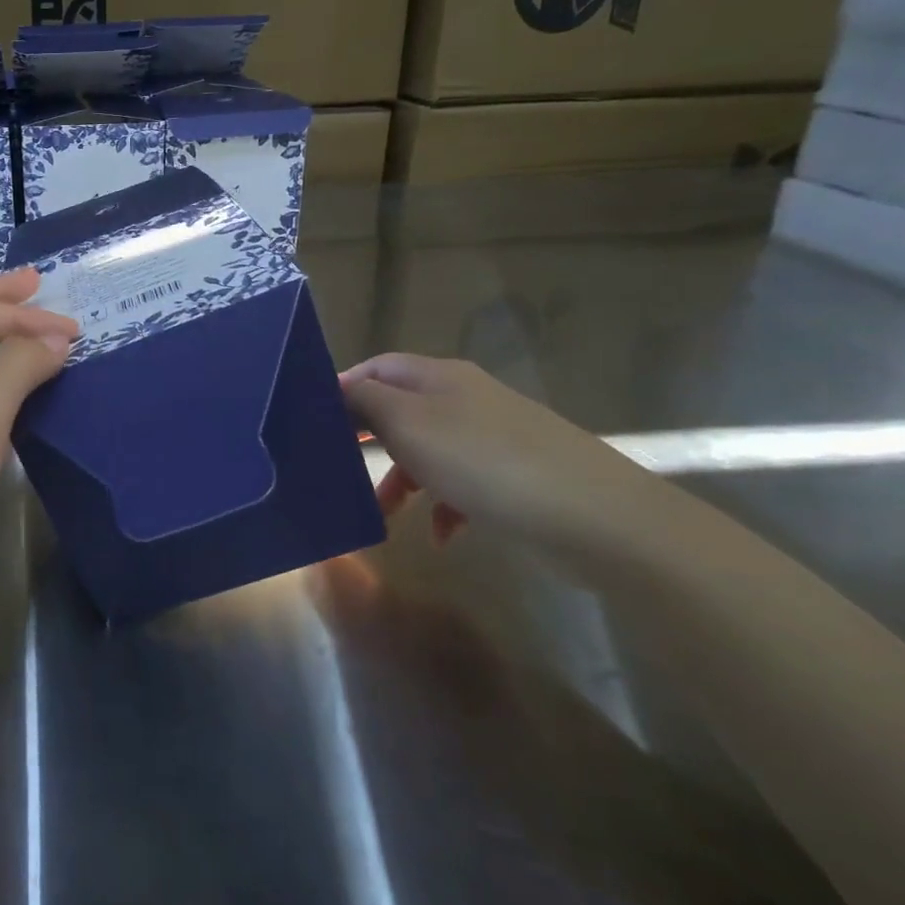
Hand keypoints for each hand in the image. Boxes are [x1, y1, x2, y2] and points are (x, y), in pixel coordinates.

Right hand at [341, 353, 665, 557]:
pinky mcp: (514, 475)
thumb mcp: (408, 424)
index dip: (344, 387)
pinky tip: (442, 536)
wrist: (591, 513)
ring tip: (382, 515)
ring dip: (402, 480)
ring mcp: (492, 436)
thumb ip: (365, 401)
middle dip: (368, 439)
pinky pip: (463, 484)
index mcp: (438, 377)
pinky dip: (444, 506)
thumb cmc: (482, 460)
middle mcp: (464, 398)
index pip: (378, 367)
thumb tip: (337, 389)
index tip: (314, 421)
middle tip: (337, 466)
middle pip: (400, 410)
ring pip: (429, 451)